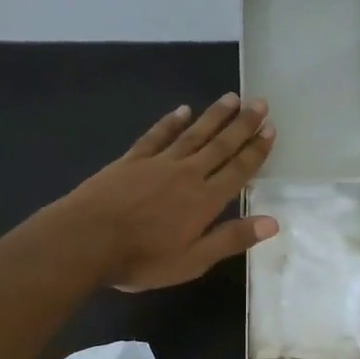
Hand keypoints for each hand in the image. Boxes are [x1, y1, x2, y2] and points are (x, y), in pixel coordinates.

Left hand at [65, 93, 278, 290]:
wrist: (86, 240)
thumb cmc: (142, 259)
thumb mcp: (193, 261)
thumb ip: (231, 238)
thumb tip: (273, 221)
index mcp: (205, 200)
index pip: (238, 170)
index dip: (256, 150)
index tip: (270, 129)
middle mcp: (187, 174)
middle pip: (220, 145)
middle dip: (242, 124)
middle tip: (260, 102)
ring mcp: (158, 163)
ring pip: (193, 134)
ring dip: (214, 116)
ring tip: (232, 97)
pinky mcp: (131, 160)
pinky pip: (157, 136)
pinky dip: (171, 122)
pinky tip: (182, 110)